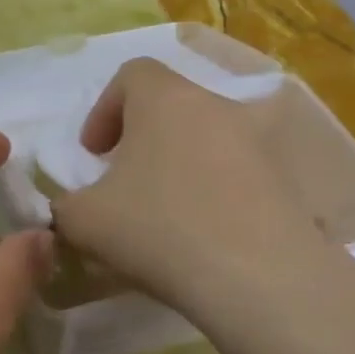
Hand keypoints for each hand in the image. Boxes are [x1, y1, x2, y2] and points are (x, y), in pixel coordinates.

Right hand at [51, 58, 330, 305]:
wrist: (258, 279)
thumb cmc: (159, 229)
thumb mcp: (84, 220)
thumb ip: (65, 204)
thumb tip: (72, 207)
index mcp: (166, 99)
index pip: (132, 74)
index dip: (104, 109)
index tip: (94, 154)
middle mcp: (218, 106)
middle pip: (173, 107)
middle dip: (144, 139)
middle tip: (126, 182)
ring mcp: (261, 143)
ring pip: (209, 139)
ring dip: (183, 165)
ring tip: (167, 212)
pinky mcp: (288, 181)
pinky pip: (241, 175)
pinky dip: (218, 193)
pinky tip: (204, 236)